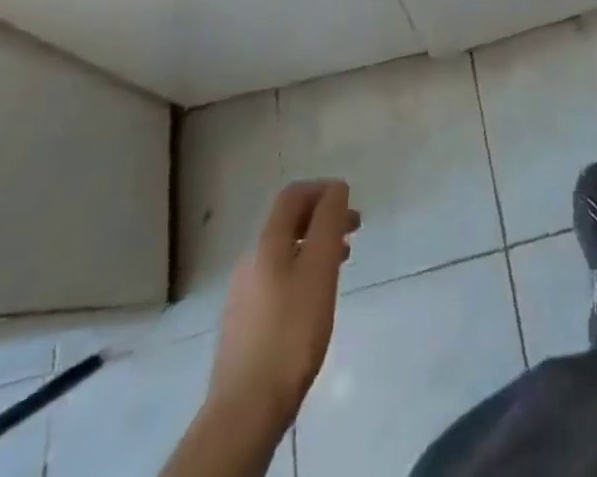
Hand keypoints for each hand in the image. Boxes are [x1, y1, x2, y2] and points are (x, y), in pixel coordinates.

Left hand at [209, 179, 360, 425]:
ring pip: (284, 253)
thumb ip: (329, 222)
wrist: (245, 408)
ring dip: (314, 247)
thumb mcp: (320, 268)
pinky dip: (301, 273)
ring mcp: (243, 293)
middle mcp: (250, 260)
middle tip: (353, 232)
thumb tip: (335, 188)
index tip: (349, 203)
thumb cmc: (291, 331)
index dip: (322, 190)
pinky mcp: (244, 323)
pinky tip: (314, 301)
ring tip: (340, 265)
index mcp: (267, 242)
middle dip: (322, 219)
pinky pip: (276, 279)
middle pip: (288, 223)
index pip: (293, 195)